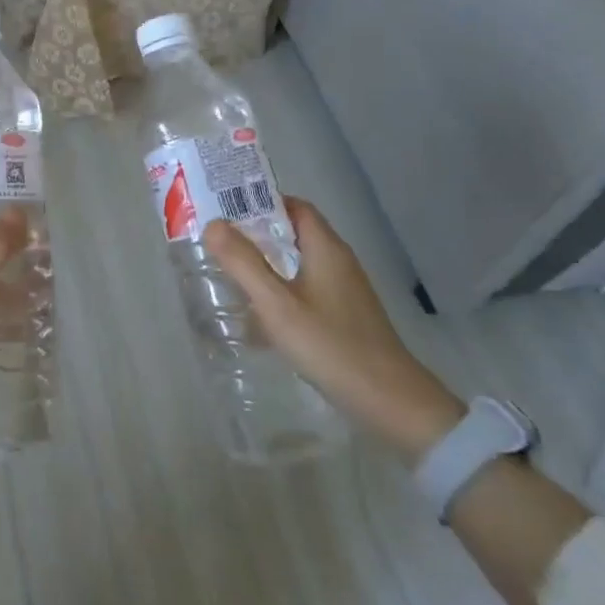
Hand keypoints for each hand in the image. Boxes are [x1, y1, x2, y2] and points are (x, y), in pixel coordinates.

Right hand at [204, 199, 462, 459]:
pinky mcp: (346, 316)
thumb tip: (213, 224)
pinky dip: (282, 290)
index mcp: (326, 248)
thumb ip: (243, 263)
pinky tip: (262, 315)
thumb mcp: (277, 305)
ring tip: (232, 274)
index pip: (294, 206)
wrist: (390, 402)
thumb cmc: (330, 346)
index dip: (261, 202)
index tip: (226, 209)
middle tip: (220, 241)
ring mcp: (346, 290)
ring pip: (300, 263)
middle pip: (296, 233)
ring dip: (268, 264)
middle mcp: (339, 261)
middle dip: (258, 234)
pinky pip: (307, 288)